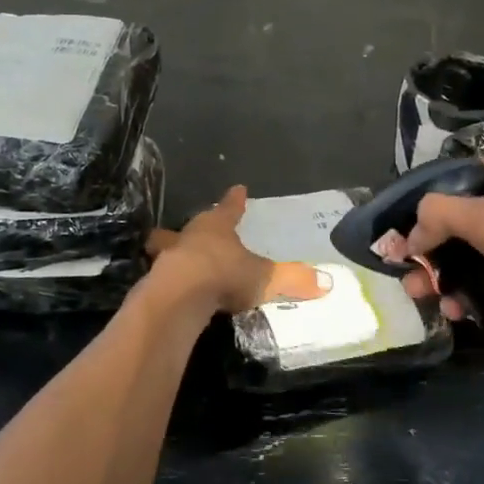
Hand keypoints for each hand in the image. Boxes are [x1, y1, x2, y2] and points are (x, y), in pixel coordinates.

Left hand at [146, 187, 330, 315]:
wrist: (179, 295)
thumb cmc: (224, 274)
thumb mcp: (264, 278)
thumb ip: (293, 279)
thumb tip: (328, 283)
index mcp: (218, 225)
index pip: (230, 207)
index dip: (236, 200)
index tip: (238, 188)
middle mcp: (191, 234)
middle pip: (193, 225)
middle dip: (195, 228)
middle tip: (194, 231)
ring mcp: (168, 255)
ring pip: (169, 246)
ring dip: (172, 250)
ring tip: (175, 256)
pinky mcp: (155, 279)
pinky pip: (163, 274)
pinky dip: (168, 277)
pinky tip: (170, 286)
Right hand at [395, 157, 483, 327]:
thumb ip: (440, 216)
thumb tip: (412, 236)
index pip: (465, 176)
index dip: (433, 197)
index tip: (408, 225)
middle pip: (468, 226)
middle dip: (435, 252)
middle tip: (411, 278)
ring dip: (453, 280)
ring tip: (432, 303)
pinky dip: (481, 299)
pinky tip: (464, 316)